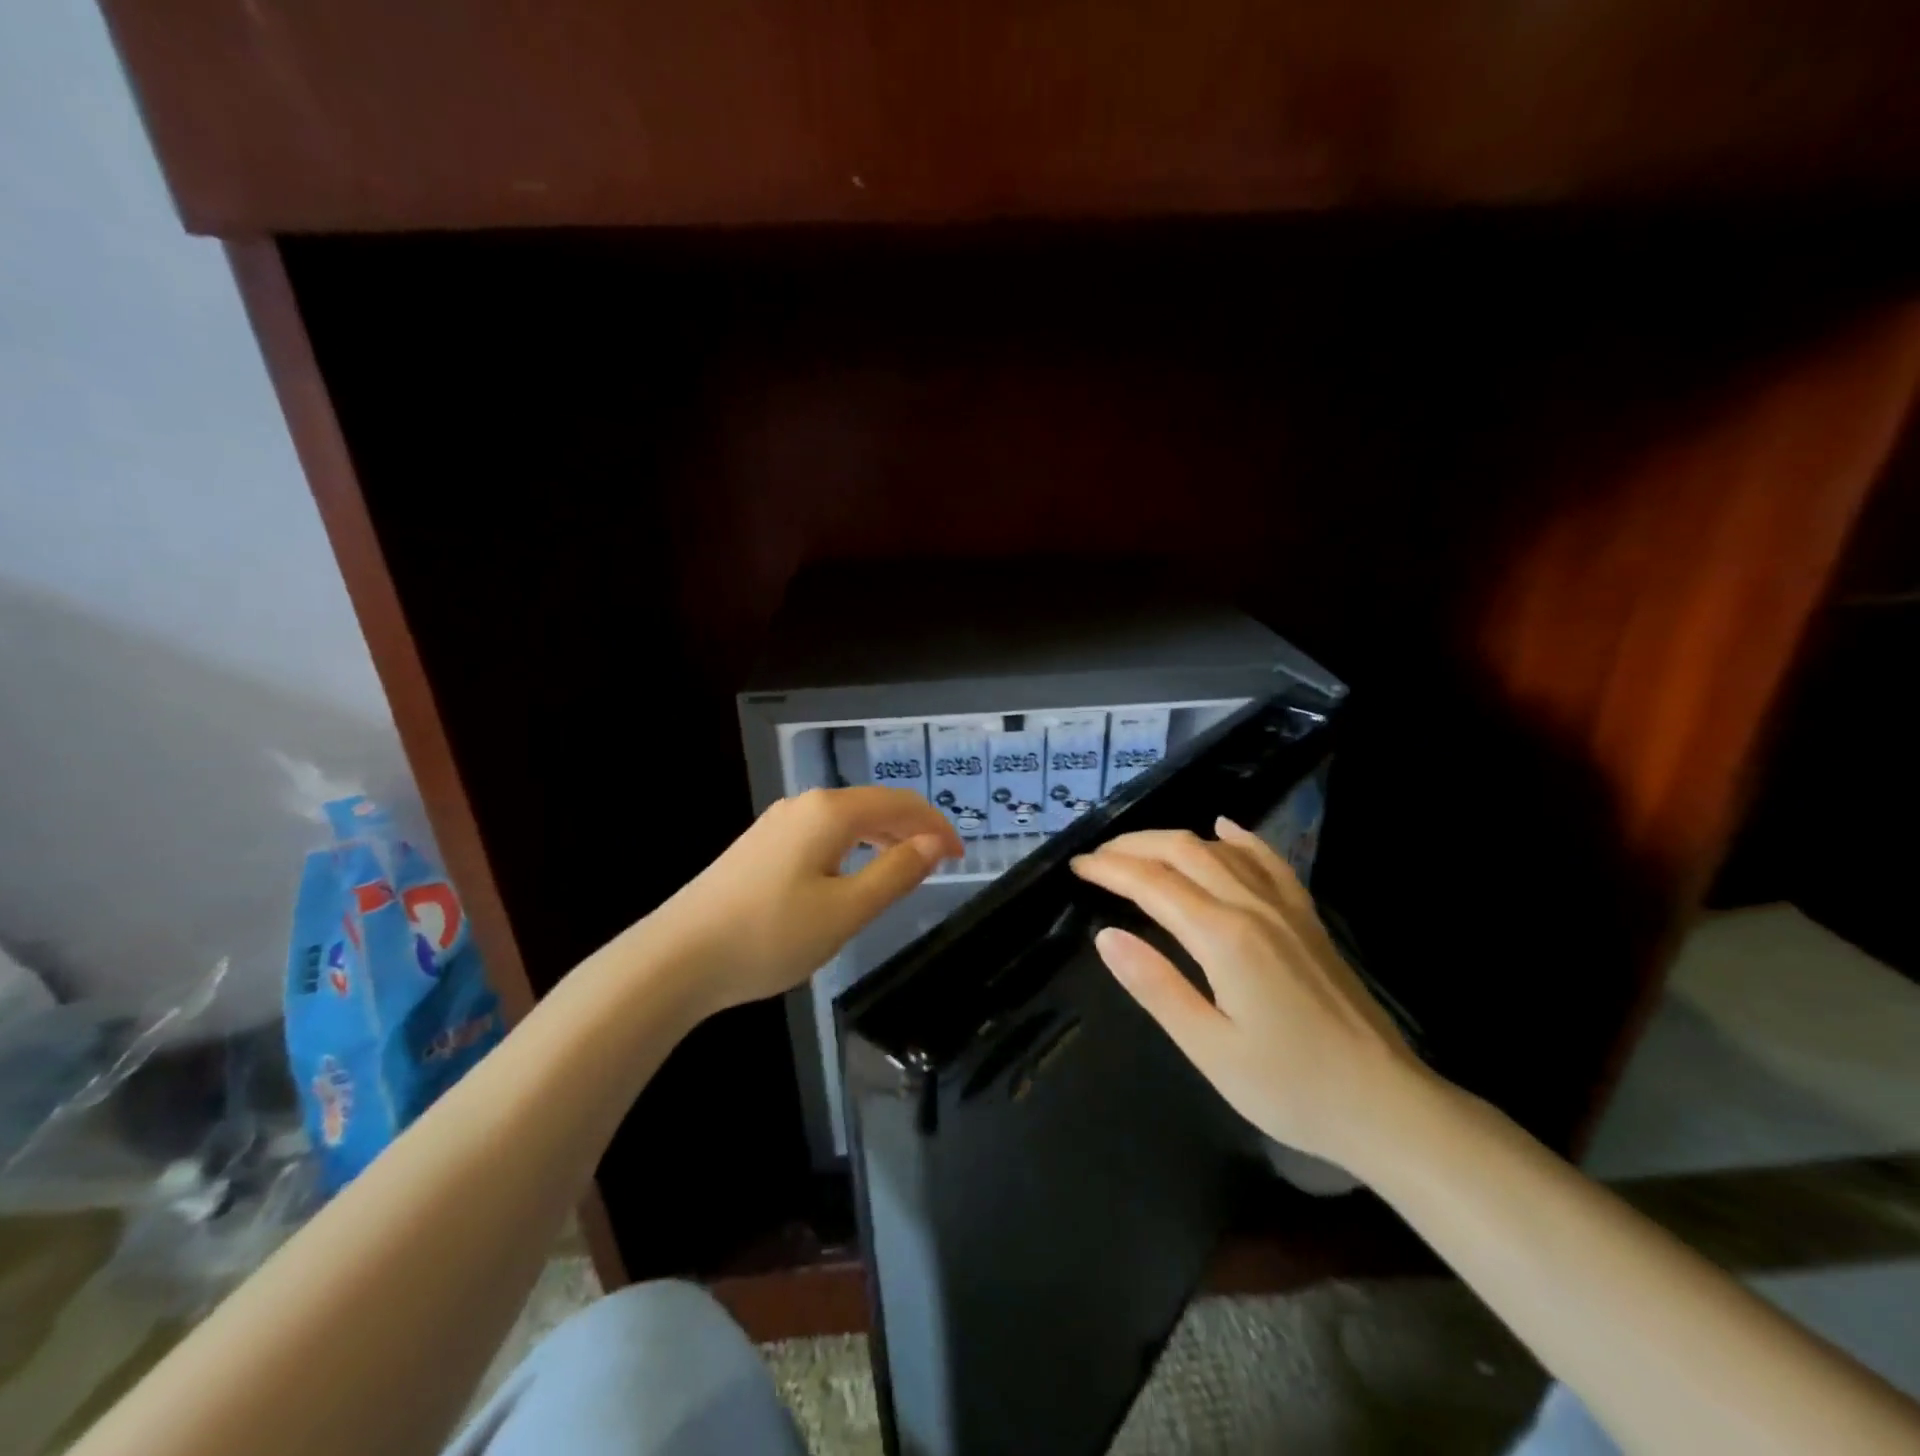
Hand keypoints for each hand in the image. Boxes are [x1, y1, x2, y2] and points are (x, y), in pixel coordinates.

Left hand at [654, 787, 963, 1017]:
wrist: (676, 958)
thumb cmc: (770, 936)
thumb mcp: (846, 910)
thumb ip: (896, 873)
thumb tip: (935, 842)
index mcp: (830, 812)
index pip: (900, 804)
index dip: (936, 825)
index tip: (961, 856)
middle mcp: (804, 805)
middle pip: (872, 805)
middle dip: (911, 828)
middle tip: (939, 863)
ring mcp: (777, 823)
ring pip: (845, 820)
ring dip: (881, 837)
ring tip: (904, 868)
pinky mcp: (759, 845)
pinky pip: (821, 834)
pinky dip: (851, 847)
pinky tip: (850, 875)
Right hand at [1069, 818, 1430, 1170]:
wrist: (1387, 1104)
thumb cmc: (1291, 1087)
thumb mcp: (1210, 1049)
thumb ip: (1156, 986)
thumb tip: (1106, 936)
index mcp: (1223, 938)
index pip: (1152, 884)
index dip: (1110, 870)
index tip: (1077, 867)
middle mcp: (1253, 907)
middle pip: (1183, 851)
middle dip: (1134, 846)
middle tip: (1097, 857)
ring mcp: (1286, 908)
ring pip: (1220, 850)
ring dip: (1173, 840)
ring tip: (1138, 850)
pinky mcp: (1307, 919)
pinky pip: (1269, 862)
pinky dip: (1239, 839)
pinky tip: (1223, 828)